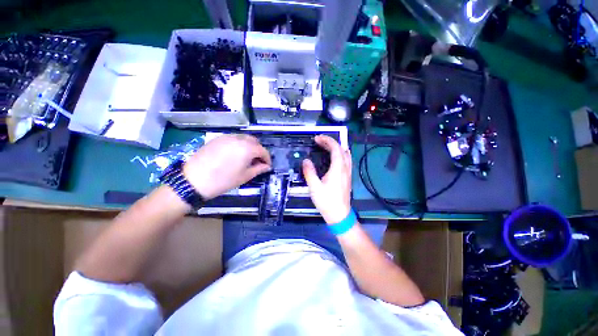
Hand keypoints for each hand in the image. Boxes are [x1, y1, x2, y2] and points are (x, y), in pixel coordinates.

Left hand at [183, 135, 271, 199]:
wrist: (194, 180)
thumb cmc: (223, 180)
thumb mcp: (245, 176)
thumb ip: (259, 169)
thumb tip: (267, 166)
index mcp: (248, 148)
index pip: (263, 150)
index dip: (267, 158)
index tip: (267, 166)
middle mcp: (239, 139)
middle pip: (255, 141)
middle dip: (258, 150)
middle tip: (257, 161)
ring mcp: (227, 137)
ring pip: (244, 138)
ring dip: (249, 146)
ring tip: (246, 158)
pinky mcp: (217, 138)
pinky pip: (233, 138)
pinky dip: (239, 144)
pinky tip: (234, 154)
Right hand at [302, 135, 351, 223]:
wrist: (339, 215)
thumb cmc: (326, 201)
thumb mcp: (314, 187)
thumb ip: (309, 172)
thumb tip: (306, 161)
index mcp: (338, 168)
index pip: (335, 148)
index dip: (326, 140)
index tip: (317, 139)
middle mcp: (345, 168)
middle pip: (341, 149)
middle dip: (330, 142)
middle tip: (319, 141)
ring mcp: (348, 173)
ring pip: (345, 154)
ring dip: (336, 147)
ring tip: (326, 146)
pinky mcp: (348, 177)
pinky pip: (347, 160)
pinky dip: (340, 154)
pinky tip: (335, 157)